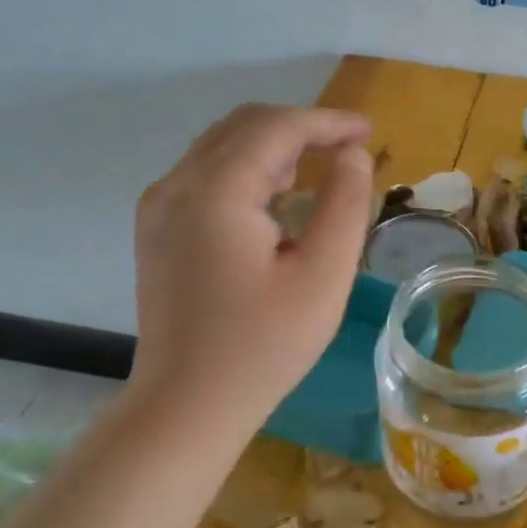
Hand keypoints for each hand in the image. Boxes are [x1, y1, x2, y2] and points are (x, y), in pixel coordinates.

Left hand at [128, 104, 372, 419]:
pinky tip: (276, 200)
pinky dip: (248, 169)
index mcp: (216, 193)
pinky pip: (206, 174)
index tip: (369, 131)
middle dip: (301, 128)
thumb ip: (344, 206)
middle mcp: (177, 185)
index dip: (327, 121)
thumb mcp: (323, 276)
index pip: (276, 128)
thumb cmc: (264, 346)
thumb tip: (353, 157)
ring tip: (320, 172)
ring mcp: (159, 207)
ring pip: (222, 147)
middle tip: (350, 148)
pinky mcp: (157, 229)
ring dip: (274, 147)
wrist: (187, 405)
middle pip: (244, 126)